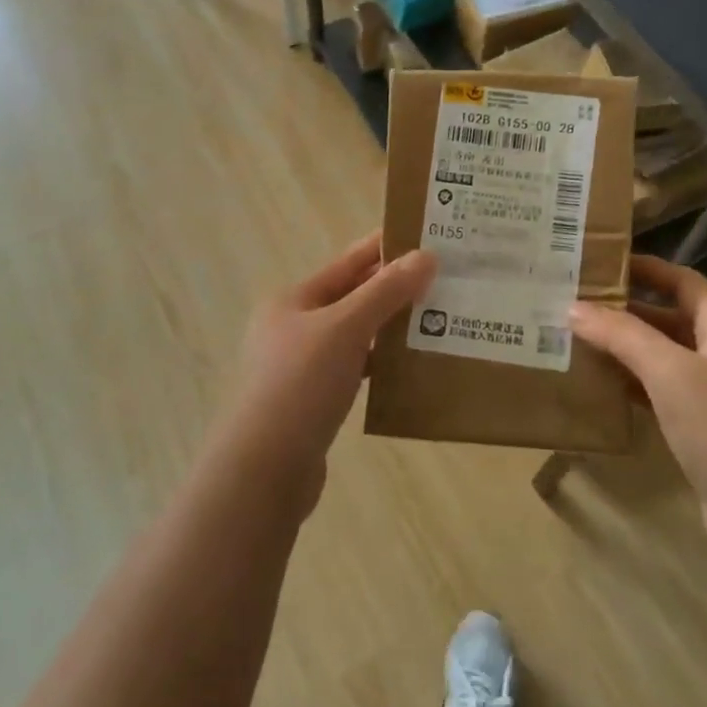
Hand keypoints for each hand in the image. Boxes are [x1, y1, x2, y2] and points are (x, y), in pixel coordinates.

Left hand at [212, 233, 435, 500]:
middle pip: (351, 299)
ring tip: (436, 319)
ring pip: (355, 336)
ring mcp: (301, 367)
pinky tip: (409, 366)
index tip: (424, 237)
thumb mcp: (345, 329)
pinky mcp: (313, 402)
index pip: (346, 264)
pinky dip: (380, 364)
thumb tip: (426, 256)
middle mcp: (293, 328)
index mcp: (292, 301)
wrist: (264, 468)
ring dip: (389, 328)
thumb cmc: (300, 385)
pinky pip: (354, 370)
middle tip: (442, 279)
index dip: (383, 249)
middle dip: (393, 289)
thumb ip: (385, 292)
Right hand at [570, 256, 706, 599]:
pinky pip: (659, 401)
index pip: (689, 285)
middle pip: (672, 322)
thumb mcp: (674, 374)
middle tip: (574, 303)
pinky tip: (597, 391)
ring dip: (624, 352)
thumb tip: (574, 306)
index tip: (604, 263)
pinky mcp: (702, 440)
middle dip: (628, 311)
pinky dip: (630, 391)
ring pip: (662, 364)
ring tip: (573, 341)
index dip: (653, 269)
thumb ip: (624, 336)